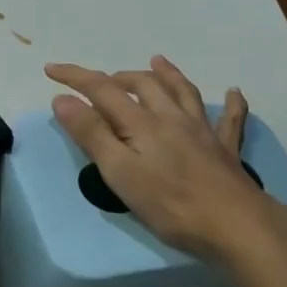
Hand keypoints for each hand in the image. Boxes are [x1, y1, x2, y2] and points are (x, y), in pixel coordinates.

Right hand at [47, 55, 285, 261]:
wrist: (236, 225)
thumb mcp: (120, 173)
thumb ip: (92, 134)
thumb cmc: (171, 204)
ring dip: (167, 74)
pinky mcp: (225, 150)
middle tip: (99, 82)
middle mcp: (172, 118)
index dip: (75, 77)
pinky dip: (230, 103)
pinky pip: (230, 120)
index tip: (51, 69)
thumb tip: (64, 99)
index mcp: (142, 123)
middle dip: (117, 78)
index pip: (102, 90)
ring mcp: (203, 131)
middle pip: (143, 85)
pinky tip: (233, 93)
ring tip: (157, 60)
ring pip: (183, 92)